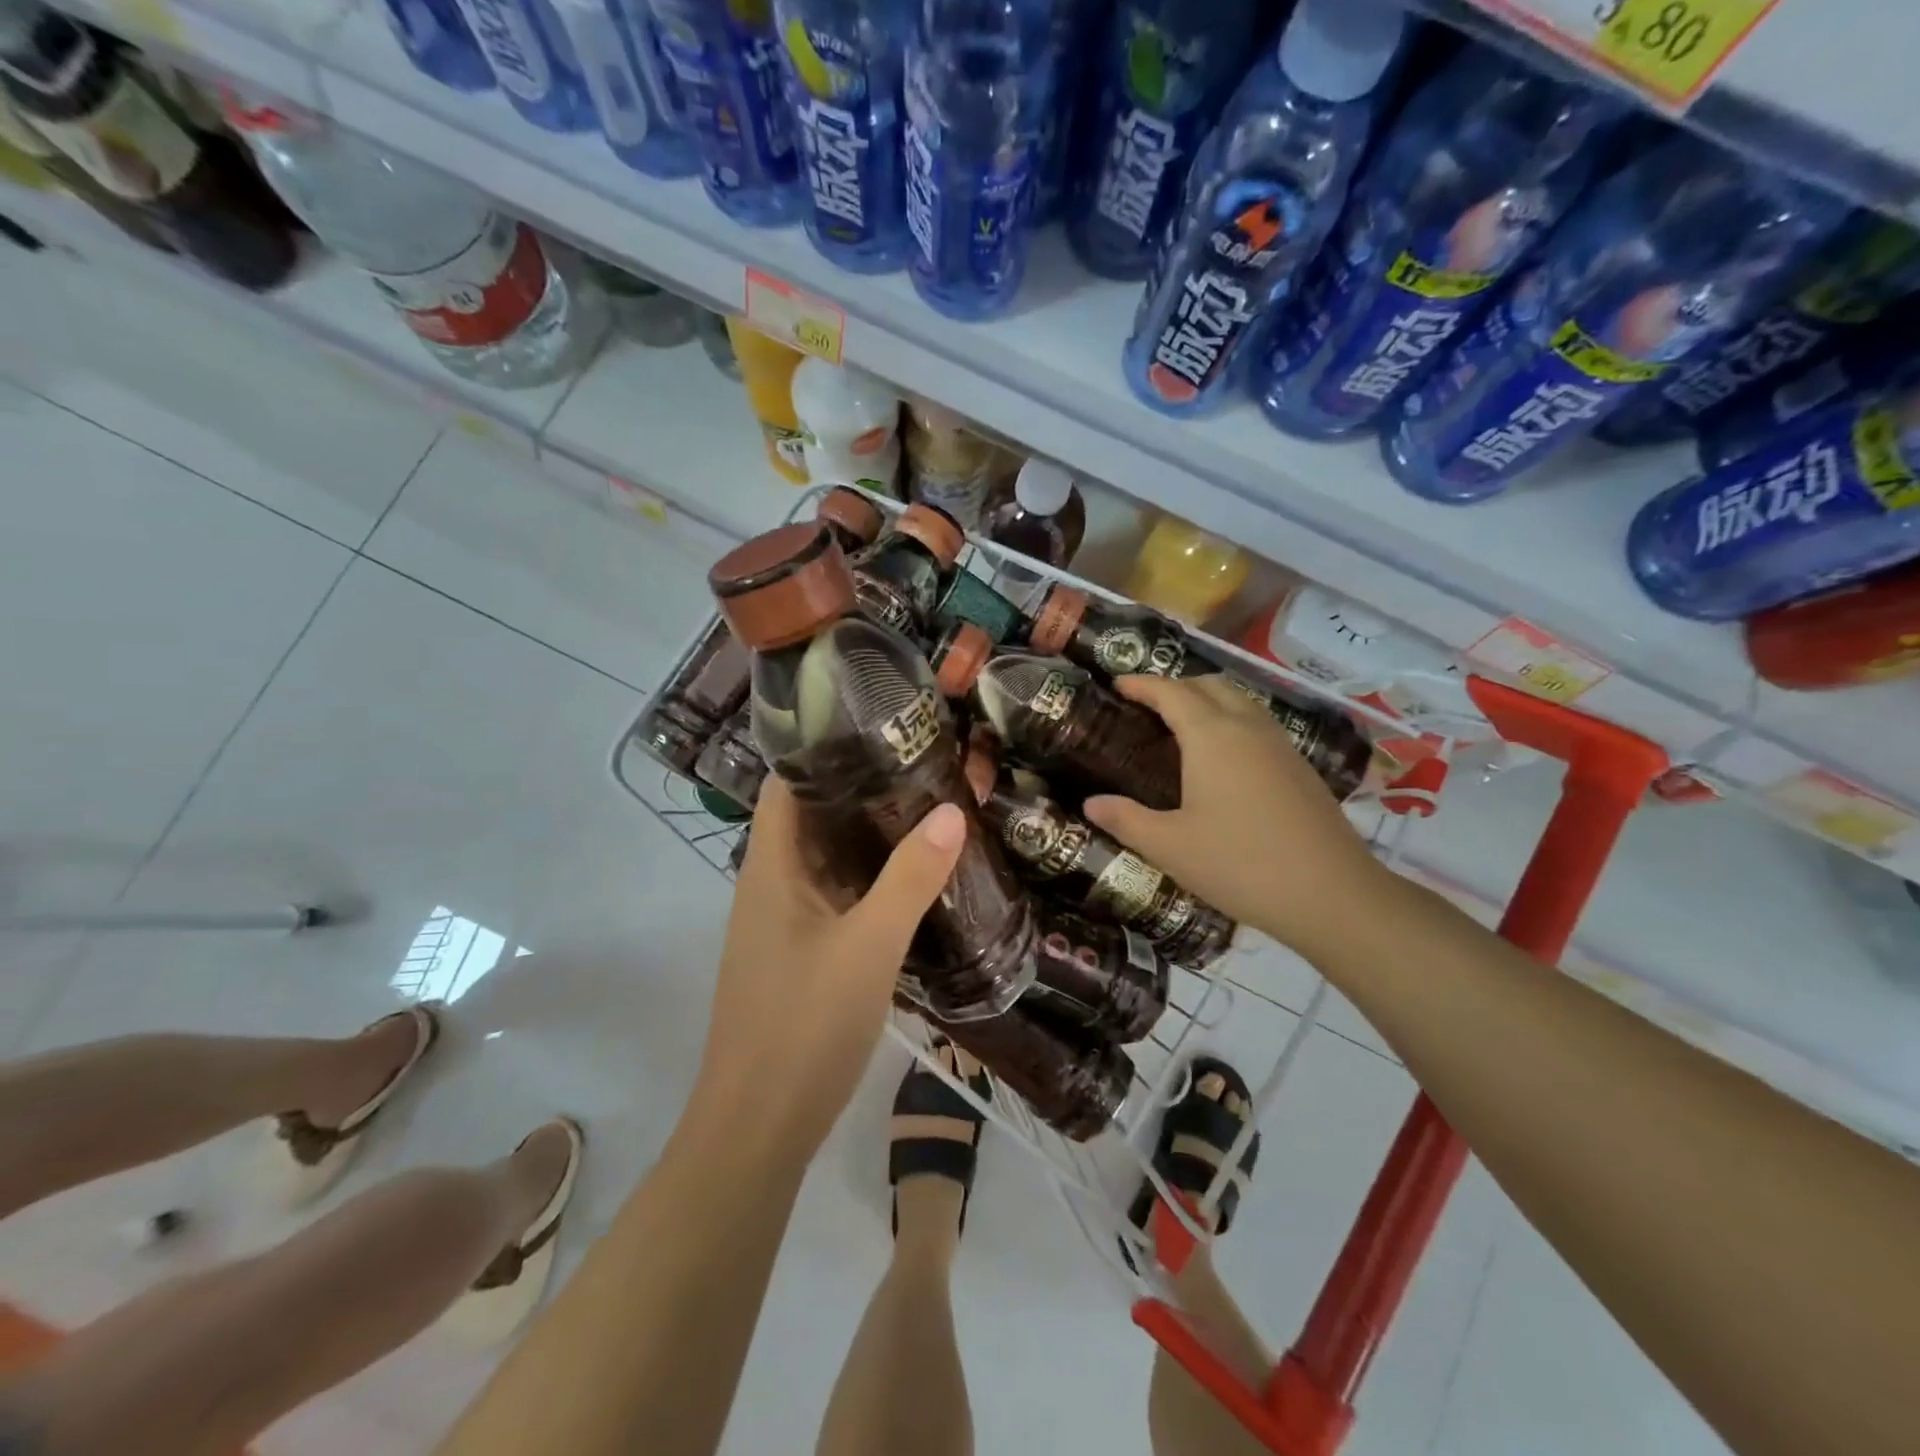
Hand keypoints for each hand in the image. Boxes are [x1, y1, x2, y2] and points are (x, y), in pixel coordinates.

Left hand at [696, 776, 965, 1152]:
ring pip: (826, 859)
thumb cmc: (804, 1025)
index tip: (877, 725)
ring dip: (868, 835)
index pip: (784, 783)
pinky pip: (835, 897)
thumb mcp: (869, 947)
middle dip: (860, 788)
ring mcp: (783, 922)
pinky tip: (912, 878)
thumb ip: (911, 878)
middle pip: (810, 816)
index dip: (821, 748)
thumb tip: (952, 810)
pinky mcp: (799, 953)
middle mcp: (769, 884)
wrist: (758, 1129)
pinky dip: (868, 878)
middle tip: (922, 762)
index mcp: (769, 867)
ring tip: (927, 807)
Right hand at [1083, 675, 1386, 964]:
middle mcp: (1247, 728)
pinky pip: (1258, 725)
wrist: (1331, 894)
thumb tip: (1091, 803)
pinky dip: (1232, 722)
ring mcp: (1280, 745)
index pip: (1171, 692)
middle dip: (1175, 686)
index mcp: (1211, 736)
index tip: (1117, 685)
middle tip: (1146, 707)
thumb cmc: (1240, 864)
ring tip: (1182, 728)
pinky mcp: (1301, 767)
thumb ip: (1126, 819)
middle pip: (1209, 685)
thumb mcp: (1170, 846)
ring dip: (1207, 701)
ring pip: (1240, 701)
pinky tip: (1224, 761)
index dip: (1141, 684)